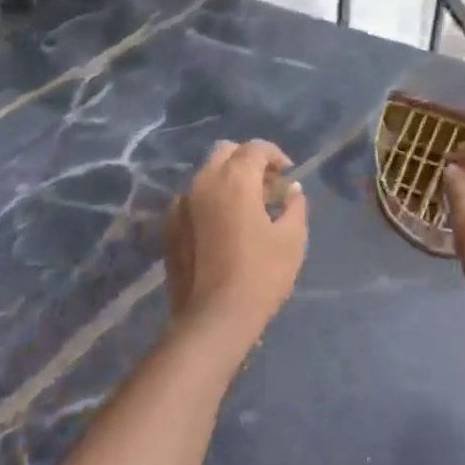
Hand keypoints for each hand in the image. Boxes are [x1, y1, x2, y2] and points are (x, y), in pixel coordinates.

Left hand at [163, 140, 306, 352]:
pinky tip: (220, 225)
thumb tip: (292, 190)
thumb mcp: (292, 239)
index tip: (287, 174)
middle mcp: (204, 181)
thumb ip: (294, 207)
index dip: (275, 155)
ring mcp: (182, 204)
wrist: (214, 317)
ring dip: (226, 179)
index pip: (256, 148)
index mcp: (236, 179)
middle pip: (225, 152)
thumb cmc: (261, 274)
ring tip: (244, 205)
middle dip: (247, 159)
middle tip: (266, 183)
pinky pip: (190, 200)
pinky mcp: (169, 226)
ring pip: (205, 174)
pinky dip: (208, 201)